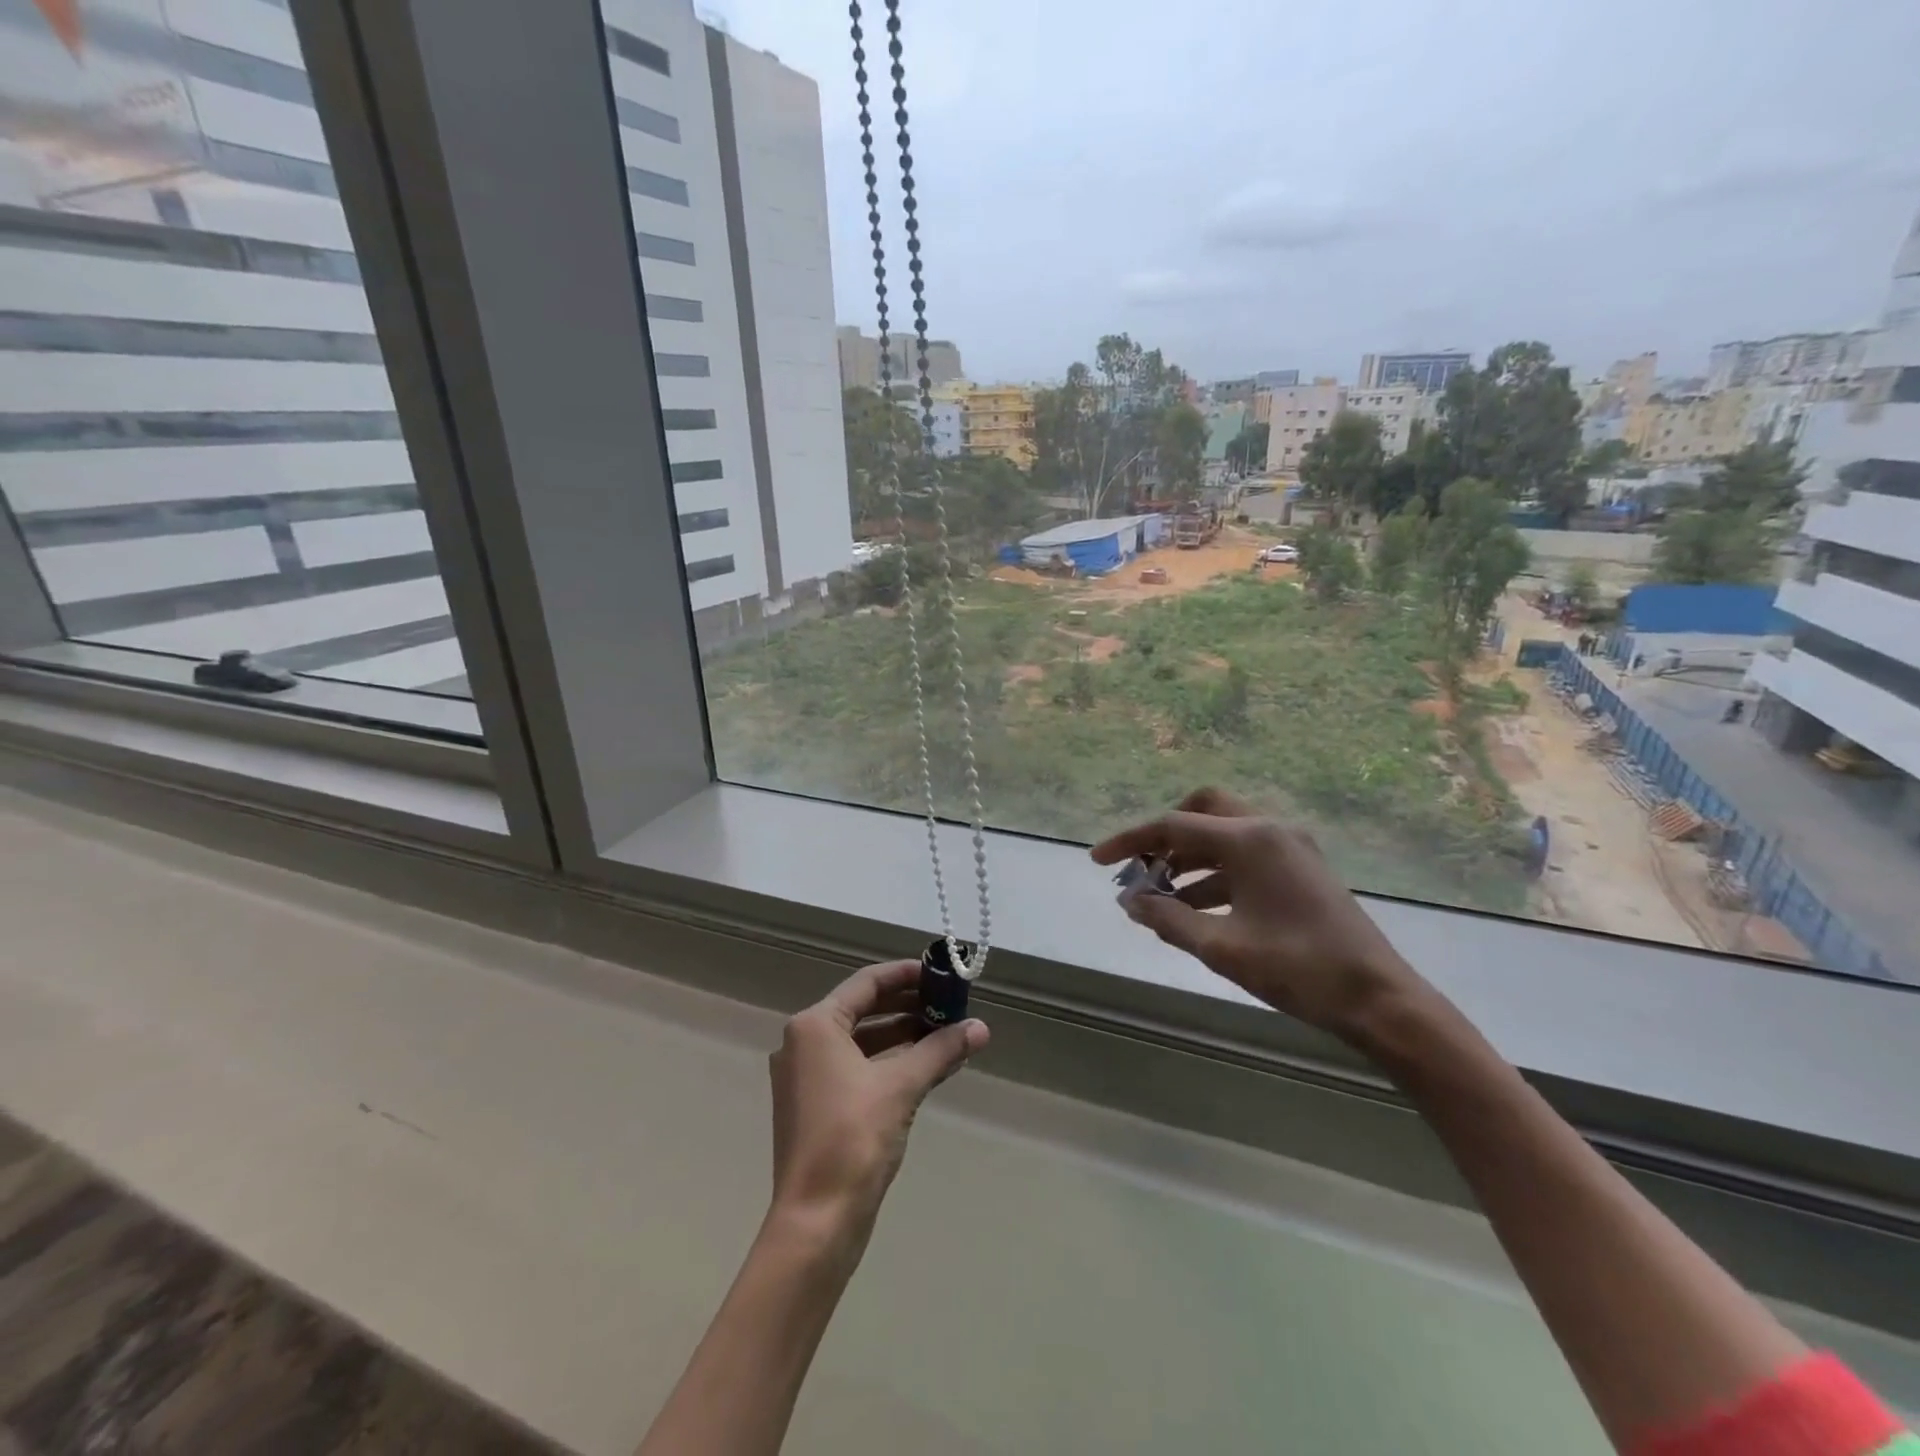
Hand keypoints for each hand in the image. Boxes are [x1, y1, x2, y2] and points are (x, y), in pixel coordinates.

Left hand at [768, 960, 987, 1244]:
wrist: (816, 1221)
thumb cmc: (853, 1138)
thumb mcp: (902, 1086)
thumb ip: (940, 1050)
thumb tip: (981, 1028)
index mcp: (815, 1026)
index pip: (867, 983)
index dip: (906, 974)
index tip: (941, 974)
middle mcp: (803, 1043)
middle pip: (863, 1009)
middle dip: (908, 1005)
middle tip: (949, 1004)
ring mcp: (805, 1076)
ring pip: (861, 1040)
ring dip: (901, 1035)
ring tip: (944, 1034)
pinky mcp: (814, 1106)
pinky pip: (856, 1067)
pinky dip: (888, 1062)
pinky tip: (923, 1067)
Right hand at [1091, 787, 1426, 1039]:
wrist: (1379, 999)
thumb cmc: (1298, 969)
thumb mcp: (1222, 948)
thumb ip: (1168, 919)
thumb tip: (1131, 901)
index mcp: (1250, 840)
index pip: (1174, 826)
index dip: (1130, 841)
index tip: (1098, 860)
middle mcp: (1269, 830)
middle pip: (1203, 810)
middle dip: (1165, 835)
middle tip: (1143, 866)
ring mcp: (1290, 847)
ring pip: (1224, 834)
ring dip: (1188, 857)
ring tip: (1160, 894)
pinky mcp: (1301, 868)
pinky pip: (1245, 855)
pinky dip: (1215, 872)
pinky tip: (1195, 907)